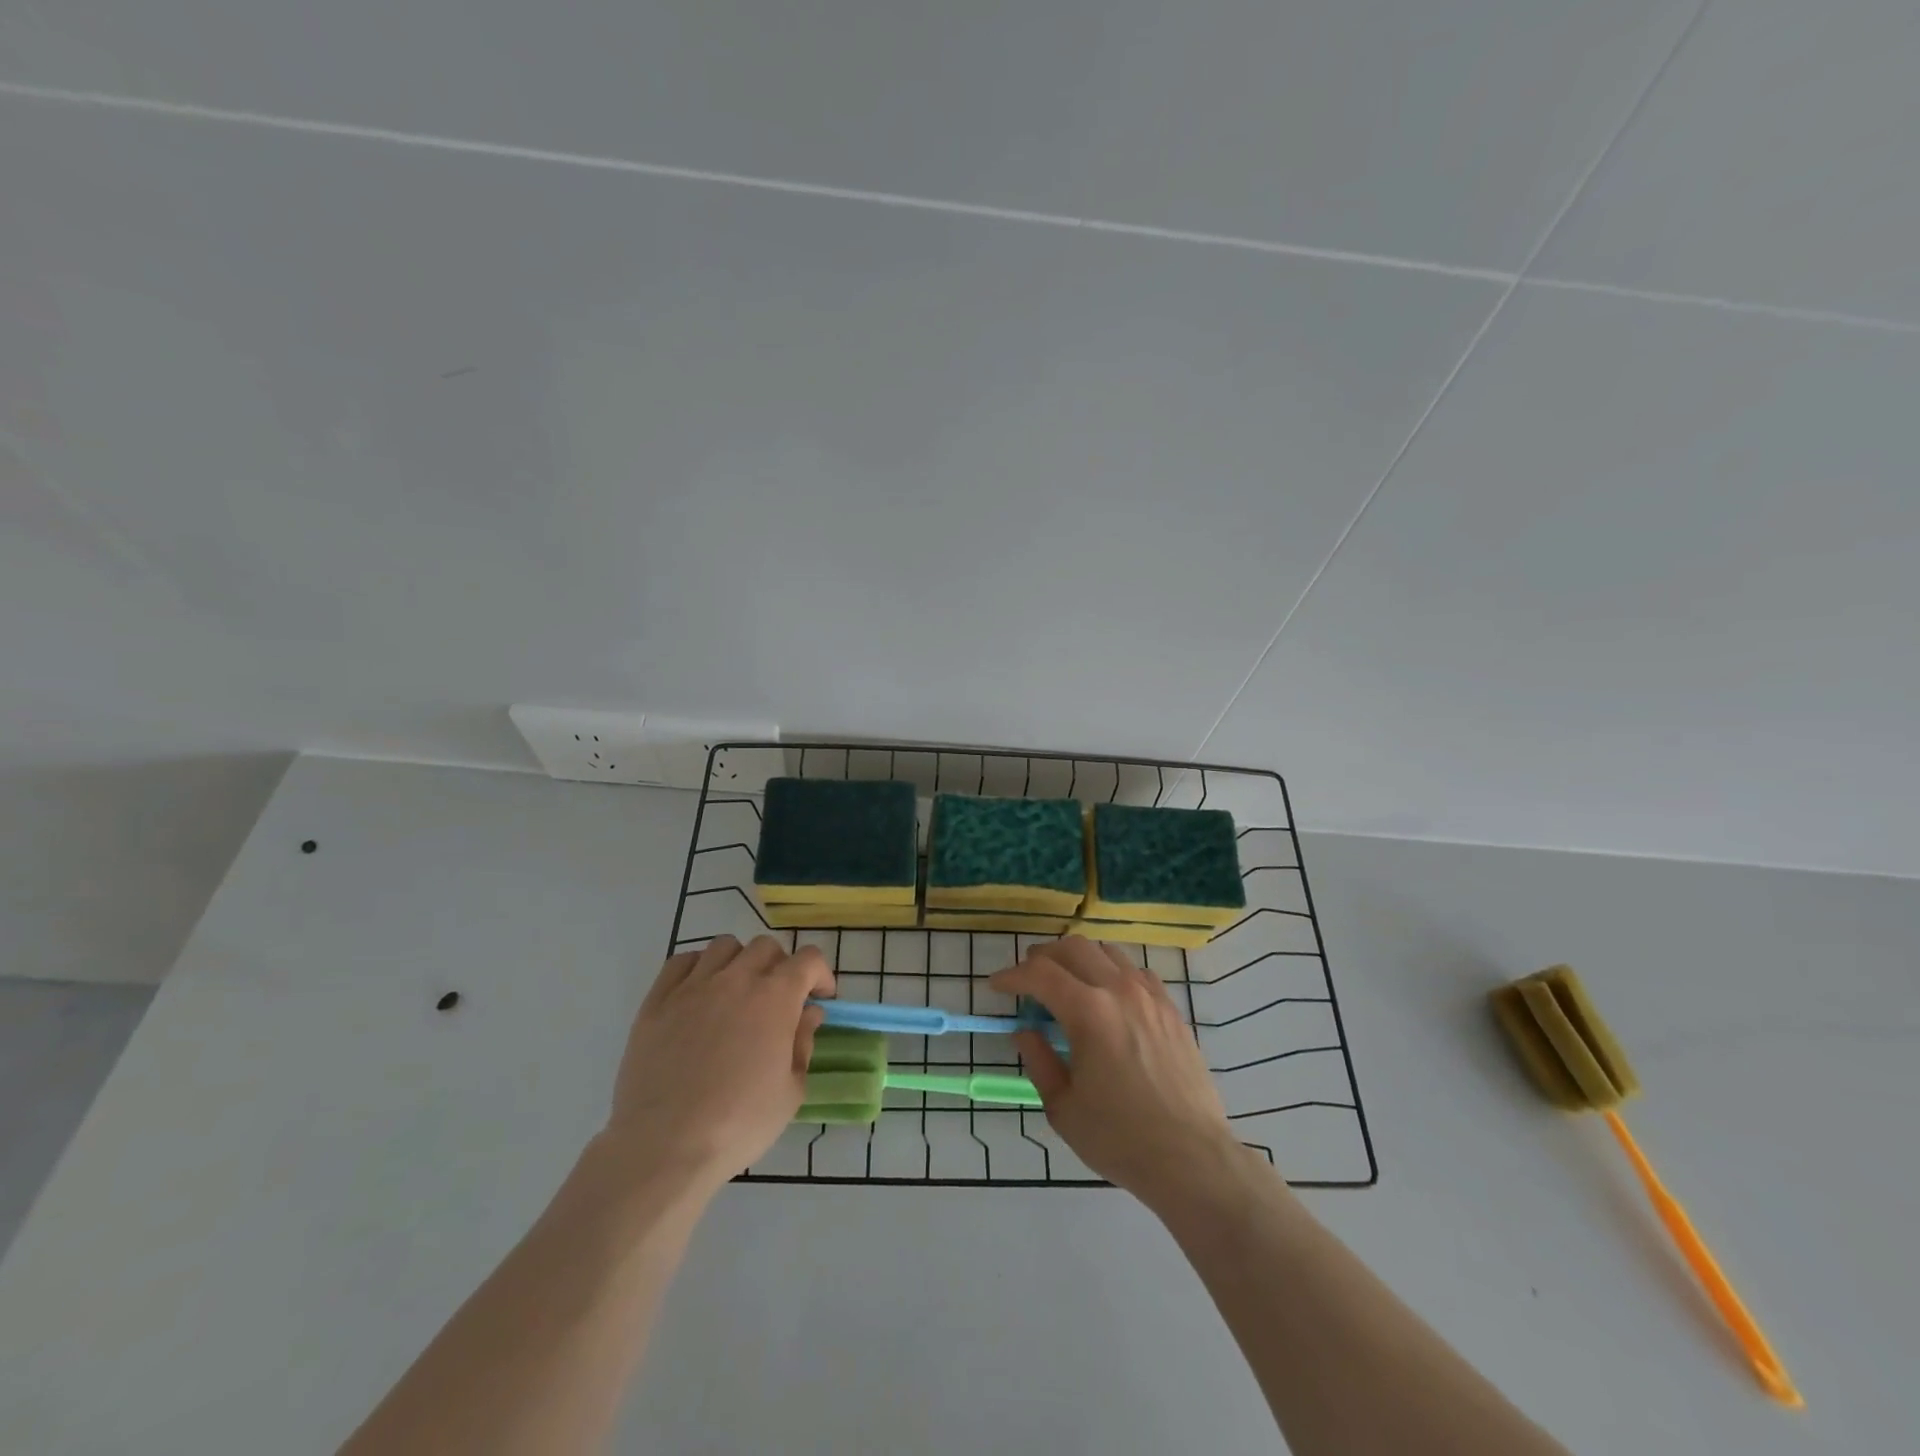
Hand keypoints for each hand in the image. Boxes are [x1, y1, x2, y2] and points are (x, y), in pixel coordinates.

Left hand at [604, 935, 834, 1193]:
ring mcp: (693, 986)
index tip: (820, 998)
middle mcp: (736, 979)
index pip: (809, 959)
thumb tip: (808, 1014)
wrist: (665, 1146)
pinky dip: (698, 968)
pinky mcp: (657, 1001)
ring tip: (737, 992)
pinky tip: (700, 994)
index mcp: (775, 997)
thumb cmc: (739, 1123)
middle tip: (779, 998)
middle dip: (781, 966)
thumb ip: (803, 1043)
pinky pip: (681, 962)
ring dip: (740, 961)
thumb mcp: (791, 1091)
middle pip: (766, 947)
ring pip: (724, 946)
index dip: (820, 975)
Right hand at [992, 937, 1249, 1212]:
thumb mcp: (1063, 1107)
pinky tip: (1108, 996)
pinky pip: (1136, 971)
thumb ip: (1039, 1061)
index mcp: (1088, 1012)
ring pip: (1107, 952)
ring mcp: (1150, 996)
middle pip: (1073, 949)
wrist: (1191, 1158)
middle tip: (1026, 979)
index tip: (996, 987)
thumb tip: (1026, 1031)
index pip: (1040, 974)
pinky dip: (1112, 972)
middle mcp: (1119, 990)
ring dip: (1078, 958)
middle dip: (1042, 958)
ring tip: (1065, 981)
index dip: (1012, 976)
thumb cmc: (1119, 1139)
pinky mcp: (1171, 1009)